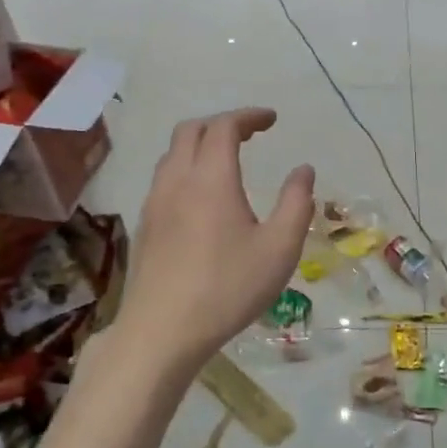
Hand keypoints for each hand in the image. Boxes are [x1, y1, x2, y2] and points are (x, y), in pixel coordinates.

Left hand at [114, 109, 313, 374]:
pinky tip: (201, 198)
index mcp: (212, 178)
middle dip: (222, 123)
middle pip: (191, 130)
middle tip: (250, 134)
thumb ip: (296, 203)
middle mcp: (177, 180)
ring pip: (172, 154)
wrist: (162, 331)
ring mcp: (154, 202)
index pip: (225, 126)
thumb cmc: (228, 288)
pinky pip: (163, 179)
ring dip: (199, 145)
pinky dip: (185, 169)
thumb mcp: (279, 248)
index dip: (249, 116)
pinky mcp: (144, 225)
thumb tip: (303, 170)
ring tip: (226, 160)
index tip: (272, 120)